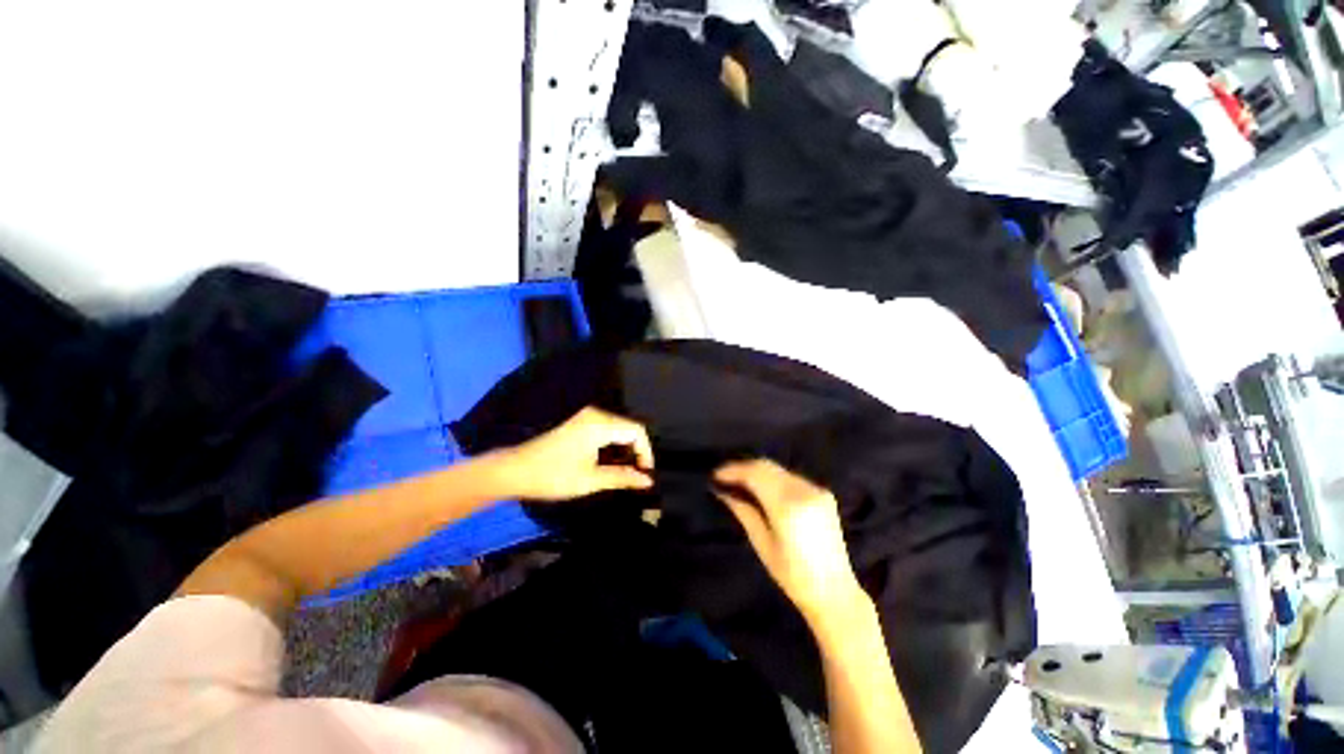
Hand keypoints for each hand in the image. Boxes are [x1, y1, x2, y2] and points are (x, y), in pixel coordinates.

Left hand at [494, 407, 653, 501]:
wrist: (513, 470)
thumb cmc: (552, 476)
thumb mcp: (590, 479)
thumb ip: (622, 477)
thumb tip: (647, 480)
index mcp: (599, 424)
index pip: (636, 431)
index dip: (646, 452)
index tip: (646, 474)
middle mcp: (596, 414)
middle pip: (628, 429)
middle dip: (636, 452)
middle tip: (637, 476)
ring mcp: (586, 417)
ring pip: (618, 430)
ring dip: (624, 450)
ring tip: (626, 474)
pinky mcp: (579, 424)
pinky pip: (606, 431)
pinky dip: (612, 447)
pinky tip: (610, 464)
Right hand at [713, 459, 864, 622]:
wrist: (835, 591)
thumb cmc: (793, 575)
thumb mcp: (762, 543)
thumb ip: (743, 511)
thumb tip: (723, 491)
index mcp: (788, 505)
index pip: (755, 474)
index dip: (733, 470)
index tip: (715, 475)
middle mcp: (804, 490)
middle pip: (767, 466)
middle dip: (743, 468)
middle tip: (724, 477)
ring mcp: (816, 489)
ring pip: (778, 469)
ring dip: (757, 472)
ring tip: (738, 482)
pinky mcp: (822, 493)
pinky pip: (790, 477)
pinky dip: (772, 478)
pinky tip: (761, 489)